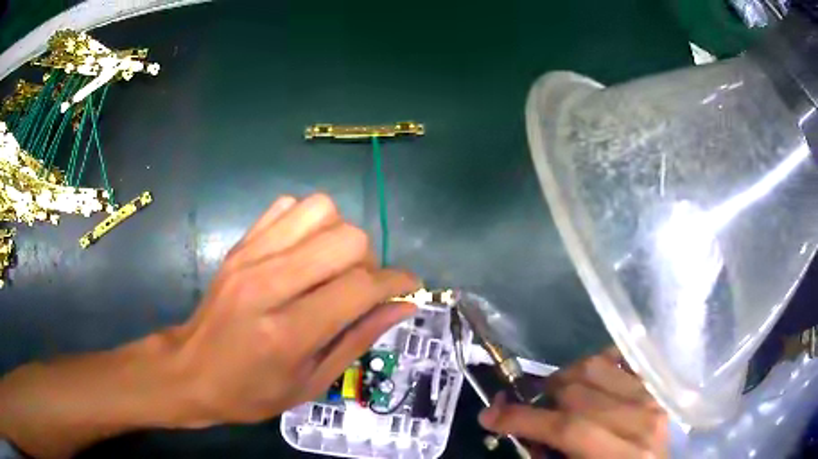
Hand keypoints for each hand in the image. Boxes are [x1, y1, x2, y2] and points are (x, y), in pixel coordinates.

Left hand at [168, 193, 419, 423]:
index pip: (360, 287)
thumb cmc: (251, 392)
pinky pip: (287, 206)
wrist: (191, 371)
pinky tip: (303, 252)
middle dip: (368, 261)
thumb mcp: (312, 383)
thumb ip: (359, 339)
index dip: (395, 283)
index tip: (408, 288)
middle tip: (358, 287)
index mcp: (288, 333)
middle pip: (346, 238)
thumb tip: (403, 305)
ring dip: (338, 235)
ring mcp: (249, 257)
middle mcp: (268, 284)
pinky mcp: (239, 244)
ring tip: (330, 267)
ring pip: (320, 209)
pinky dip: (307, 223)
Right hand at [479, 348, 666, 457]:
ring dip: (563, 379)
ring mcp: (652, 397)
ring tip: (553, 395)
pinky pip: (620, 358)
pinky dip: (596, 363)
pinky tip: (584, 379)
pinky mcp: (655, 384)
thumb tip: (512, 424)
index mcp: (619, 456)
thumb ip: (545, 453)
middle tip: (522, 408)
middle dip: (540, 399)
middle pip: (579, 393)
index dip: (523, 419)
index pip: (567, 428)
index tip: (490, 416)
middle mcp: (641, 420)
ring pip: (595, 367)